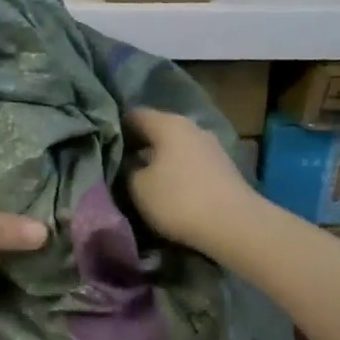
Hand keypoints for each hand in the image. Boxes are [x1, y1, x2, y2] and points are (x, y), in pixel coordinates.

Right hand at [124, 107, 257, 255]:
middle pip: (156, 130)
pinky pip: (191, 162)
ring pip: (175, 147)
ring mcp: (211, 145)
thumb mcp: (138, 187)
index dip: (116, 129)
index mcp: (167, 123)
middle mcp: (191, 126)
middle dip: (138, 146)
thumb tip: (128, 162)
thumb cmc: (179, 200)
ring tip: (144, 181)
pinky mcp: (223, 167)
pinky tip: (171, 189)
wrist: (235, 224)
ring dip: (159, 160)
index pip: (133, 115)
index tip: (103, 148)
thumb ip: (127, 169)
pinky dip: (178, 171)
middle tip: (120, 167)